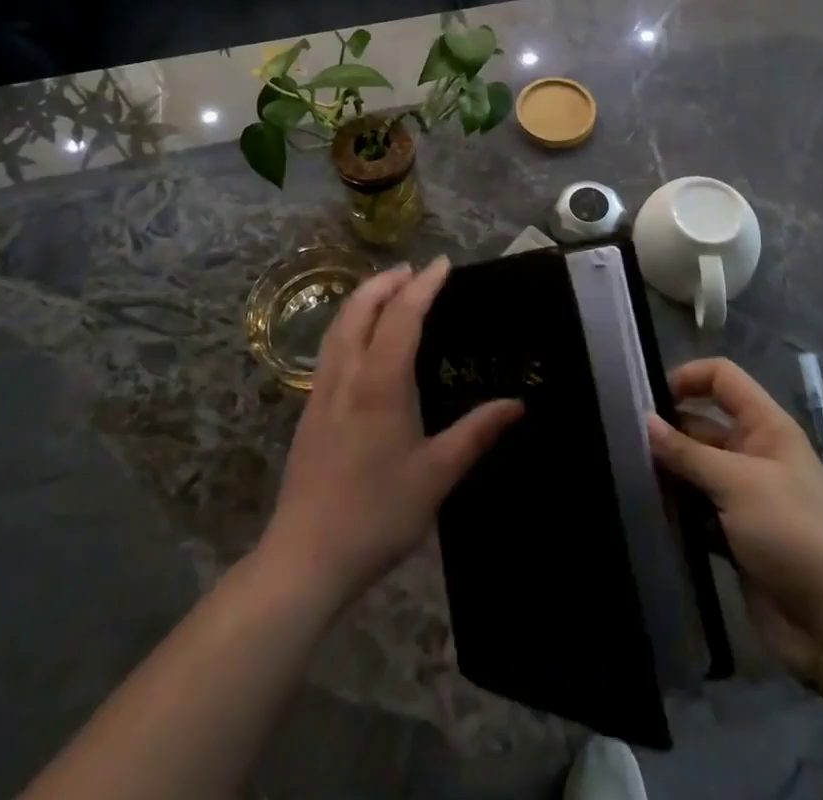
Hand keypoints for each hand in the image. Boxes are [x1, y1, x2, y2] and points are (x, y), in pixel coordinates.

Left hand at [261, 258, 522, 612]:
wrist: (305, 557)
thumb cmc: (377, 514)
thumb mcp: (436, 476)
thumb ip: (476, 434)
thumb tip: (516, 404)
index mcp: (380, 383)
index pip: (402, 316)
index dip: (423, 286)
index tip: (442, 264)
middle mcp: (347, 375)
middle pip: (361, 308)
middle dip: (387, 281)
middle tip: (414, 271)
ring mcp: (321, 391)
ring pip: (339, 325)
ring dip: (364, 298)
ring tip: (388, 291)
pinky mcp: (309, 410)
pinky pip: (331, 346)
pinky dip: (350, 323)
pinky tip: (362, 340)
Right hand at [647, 359, 822, 677]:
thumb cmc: (791, 534)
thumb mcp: (736, 483)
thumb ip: (687, 452)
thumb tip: (644, 421)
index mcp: (766, 427)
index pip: (722, 378)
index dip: (688, 378)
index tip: (650, 399)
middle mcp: (755, 453)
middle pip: (702, 424)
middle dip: (668, 431)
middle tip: (626, 443)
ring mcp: (745, 496)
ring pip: (696, 469)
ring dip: (669, 472)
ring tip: (631, 476)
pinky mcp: (735, 534)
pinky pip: (697, 508)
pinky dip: (678, 508)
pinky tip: (650, 511)